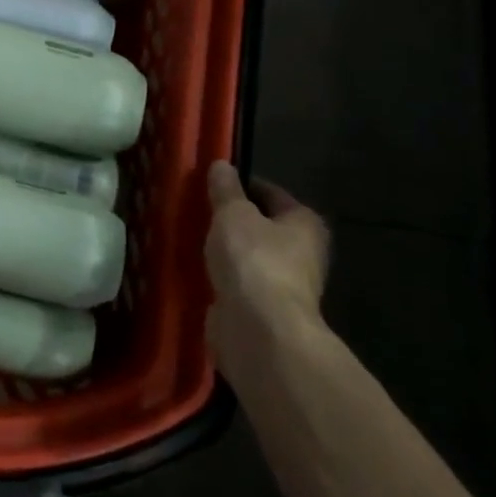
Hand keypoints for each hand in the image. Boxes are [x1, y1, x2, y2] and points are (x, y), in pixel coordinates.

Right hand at [204, 162, 329, 378]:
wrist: (259, 330)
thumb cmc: (253, 260)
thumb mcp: (232, 214)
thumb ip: (225, 189)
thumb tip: (221, 165)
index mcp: (304, 223)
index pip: (270, 192)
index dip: (241, 184)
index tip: (210, 182)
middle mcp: (302, 253)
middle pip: (261, 226)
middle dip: (232, 219)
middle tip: (197, 208)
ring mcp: (284, 285)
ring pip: (248, 255)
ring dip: (225, 249)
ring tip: (191, 236)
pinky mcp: (263, 310)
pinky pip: (238, 282)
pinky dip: (221, 276)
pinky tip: (195, 268)